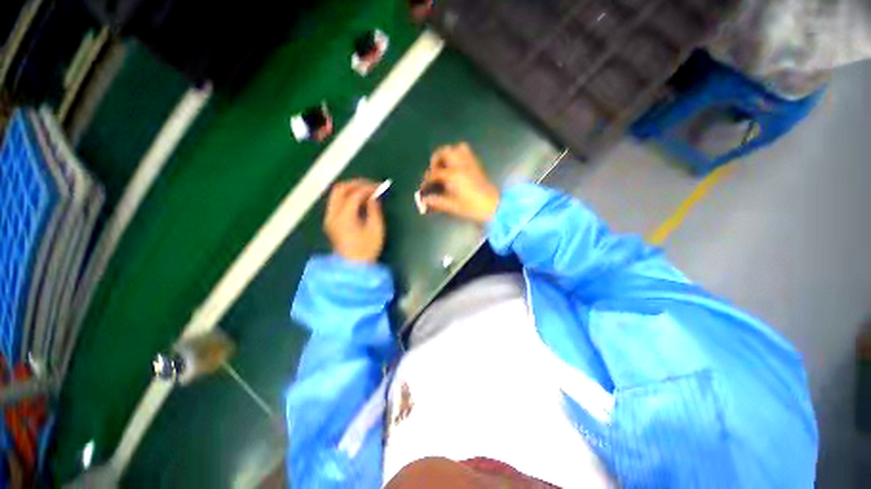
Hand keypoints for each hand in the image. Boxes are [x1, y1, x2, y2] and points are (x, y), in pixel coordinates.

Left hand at [324, 179, 384, 262]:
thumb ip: (374, 210)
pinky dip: (347, 196)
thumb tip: (374, 196)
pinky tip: (359, 200)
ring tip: (366, 190)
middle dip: (356, 183)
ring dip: (351, 188)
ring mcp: (329, 218)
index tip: (380, 187)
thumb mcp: (376, 229)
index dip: (368, 188)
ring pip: (336, 194)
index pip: (354, 194)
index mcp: (344, 217)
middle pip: (340, 189)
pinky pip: (336, 202)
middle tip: (371, 184)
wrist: (353, 266)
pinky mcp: (330, 221)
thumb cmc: (367, 249)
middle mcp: (333, 215)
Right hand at [420, 143, 499, 223]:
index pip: (435, 173)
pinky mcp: (477, 165)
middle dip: (436, 159)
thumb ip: (438, 202)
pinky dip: (459, 154)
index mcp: (453, 176)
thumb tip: (425, 200)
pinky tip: (456, 166)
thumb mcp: (453, 206)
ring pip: (457, 148)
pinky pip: (467, 152)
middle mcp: (461, 165)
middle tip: (434, 170)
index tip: (425, 186)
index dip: (427, 179)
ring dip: (448, 154)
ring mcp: (470, 164)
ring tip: (445, 165)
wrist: (493, 206)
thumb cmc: (472, 207)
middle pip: (445, 152)